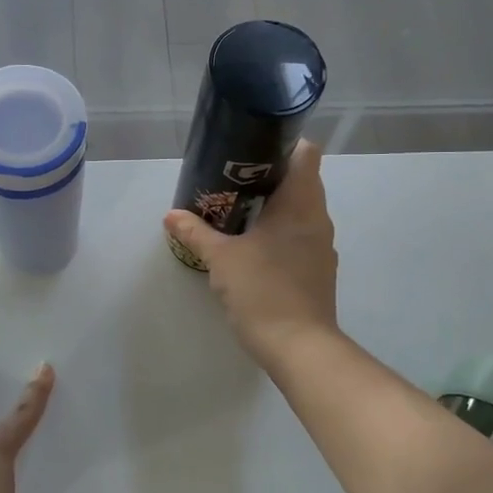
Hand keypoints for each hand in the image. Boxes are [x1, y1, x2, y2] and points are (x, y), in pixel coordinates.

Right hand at [164, 138, 340, 367]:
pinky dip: (280, 230)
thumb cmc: (263, 291)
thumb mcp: (221, 259)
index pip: (306, 153)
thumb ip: (196, 232)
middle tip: (231, 181)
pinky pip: (301, 234)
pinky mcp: (318, 268)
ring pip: (301, 209)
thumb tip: (171, 215)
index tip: (251, 151)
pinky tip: (253, 245)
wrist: (300, 347)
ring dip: (274, 205)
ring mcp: (322, 245)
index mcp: (300, 204)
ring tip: (238, 211)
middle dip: (268, 176)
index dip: (283, 144)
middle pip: (301, 180)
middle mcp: (318, 218)